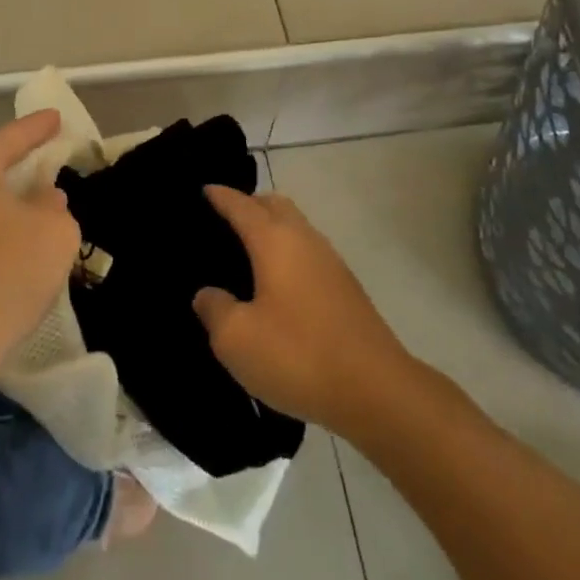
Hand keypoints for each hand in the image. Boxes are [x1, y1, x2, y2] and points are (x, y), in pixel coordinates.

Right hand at [193, 188, 412, 433]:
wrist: (376, 390)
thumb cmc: (298, 355)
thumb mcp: (237, 340)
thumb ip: (214, 309)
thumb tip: (208, 293)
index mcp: (274, 240)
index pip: (241, 205)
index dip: (220, 196)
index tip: (204, 189)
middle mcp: (304, 239)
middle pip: (274, 205)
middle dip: (250, 205)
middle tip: (224, 221)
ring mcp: (330, 261)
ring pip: (296, 227)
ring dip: (272, 229)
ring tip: (248, 253)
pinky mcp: (346, 287)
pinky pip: (308, 252)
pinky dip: (288, 253)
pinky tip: (278, 285)